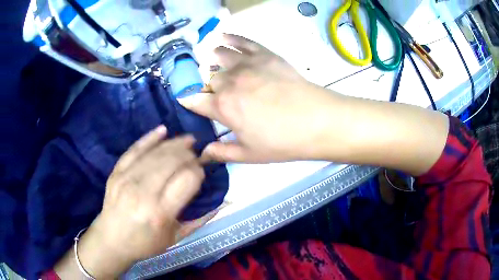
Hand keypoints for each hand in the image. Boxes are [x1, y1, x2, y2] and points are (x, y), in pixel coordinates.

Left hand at [55, 126, 215, 278]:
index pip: (187, 179)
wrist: (111, 240)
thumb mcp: (175, 239)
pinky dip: (150, 138)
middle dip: (188, 154)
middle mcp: (143, 193)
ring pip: (155, 153)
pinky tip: (163, 130)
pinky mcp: (116, 172)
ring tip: (187, 141)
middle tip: (196, 154)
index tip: (201, 172)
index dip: (198, 171)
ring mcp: (127, 179)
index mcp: (160, 213)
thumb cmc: (145, 243)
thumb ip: (199, 221)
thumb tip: (221, 202)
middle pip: (171, 161)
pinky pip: (134, 149)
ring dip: (175, 144)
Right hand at [181, 34, 342, 162]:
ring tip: (213, 60)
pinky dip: (230, 38)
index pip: (196, 100)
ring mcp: (246, 64)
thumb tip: (201, 153)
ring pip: (220, 56)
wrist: (316, 121)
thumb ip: (222, 152)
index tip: (187, 100)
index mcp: (223, 107)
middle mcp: (229, 82)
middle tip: (218, 92)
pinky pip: (242, 41)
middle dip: (210, 86)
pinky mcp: (264, 54)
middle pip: (210, 79)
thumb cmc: (282, 142)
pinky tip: (222, 36)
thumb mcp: (250, 155)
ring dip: (213, 60)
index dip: (189, 101)